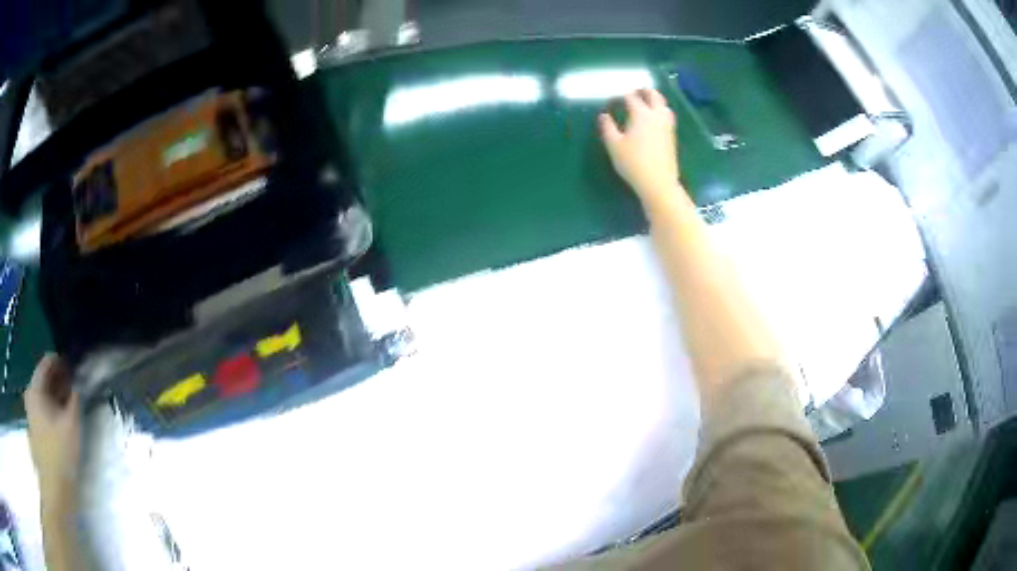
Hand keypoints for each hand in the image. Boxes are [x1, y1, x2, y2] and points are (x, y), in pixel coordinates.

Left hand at [24, 354, 81, 506]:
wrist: (54, 488)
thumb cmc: (60, 455)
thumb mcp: (72, 425)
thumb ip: (76, 399)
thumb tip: (82, 380)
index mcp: (35, 388)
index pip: (47, 362)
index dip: (62, 362)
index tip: (77, 368)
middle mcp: (30, 394)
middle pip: (45, 378)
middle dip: (60, 379)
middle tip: (77, 386)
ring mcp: (31, 411)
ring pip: (45, 394)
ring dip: (58, 395)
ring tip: (73, 403)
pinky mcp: (35, 426)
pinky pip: (44, 407)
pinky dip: (54, 408)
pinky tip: (64, 419)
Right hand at [598, 89, 680, 204]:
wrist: (658, 182)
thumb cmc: (633, 163)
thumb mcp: (614, 145)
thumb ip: (608, 127)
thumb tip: (604, 116)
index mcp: (641, 115)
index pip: (632, 98)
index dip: (622, 96)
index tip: (615, 98)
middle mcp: (656, 116)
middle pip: (654, 96)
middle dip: (645, 91)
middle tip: (637, 91)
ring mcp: (667, 127)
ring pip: (664, 106)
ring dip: (656, 100)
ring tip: (648, 102)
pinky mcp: (672, 137)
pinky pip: (667, 117)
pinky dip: (661, 111)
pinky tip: (655, 119)